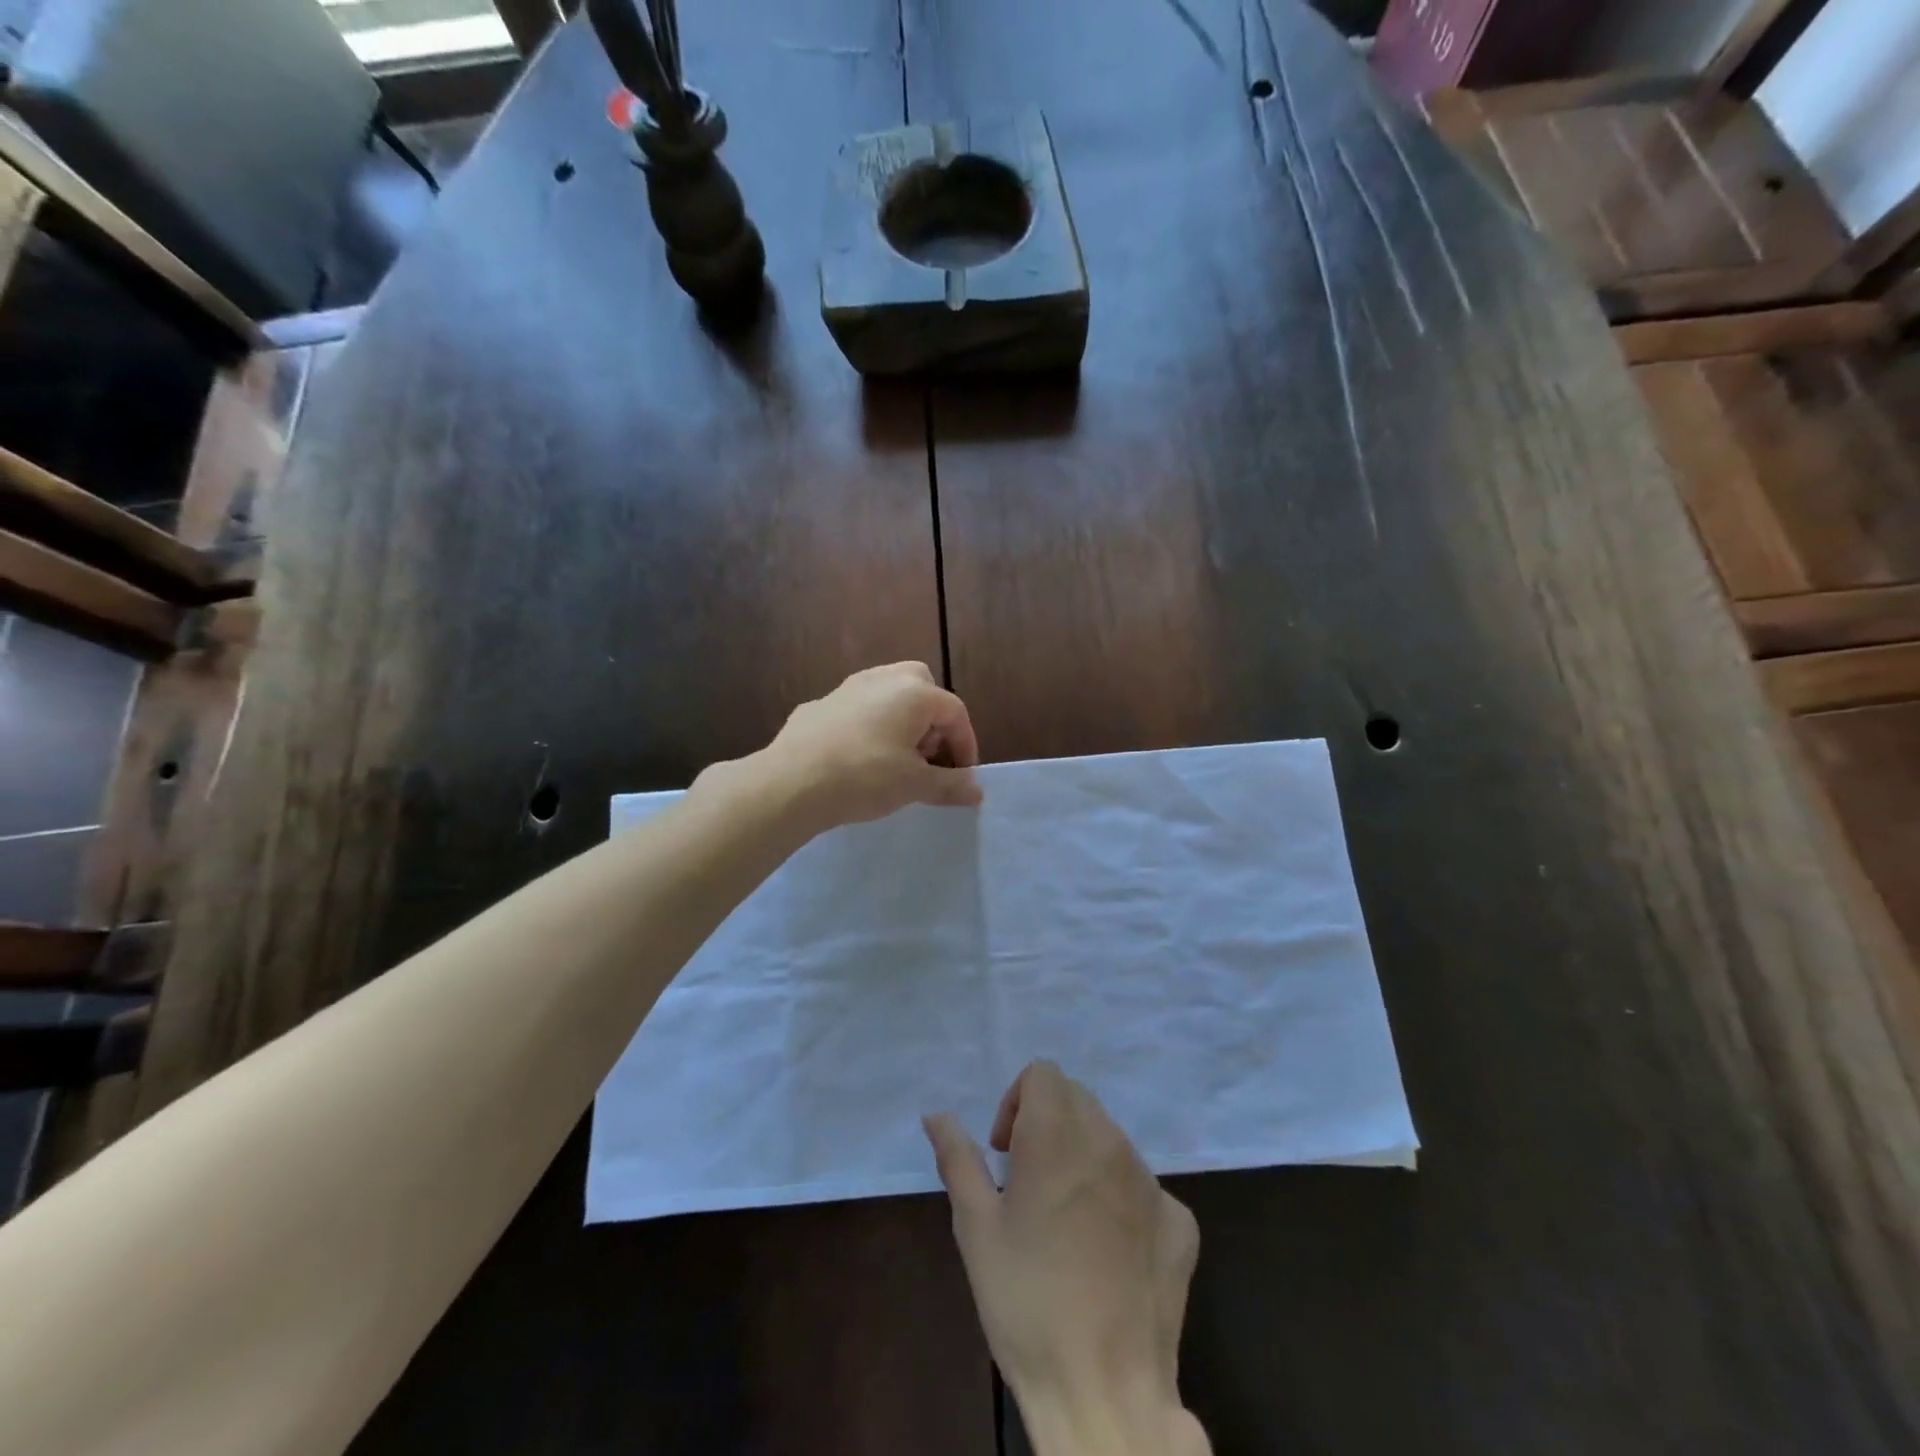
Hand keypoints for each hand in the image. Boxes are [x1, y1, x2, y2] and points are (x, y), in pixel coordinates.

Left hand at [761, 662, 981, 833]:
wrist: (791, 782)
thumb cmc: (865, 777)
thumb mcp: (915, 785)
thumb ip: (950, 785)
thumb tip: (977, 791)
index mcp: (914, 693)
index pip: (955, 712)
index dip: (966, 745)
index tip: (962, 777)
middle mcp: (882, 679)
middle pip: (922, 687)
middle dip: (933, 720)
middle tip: (929, 756)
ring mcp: (846, 688)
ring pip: (886, 694)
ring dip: (901, 721)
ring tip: (897, 758)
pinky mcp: (818, 705)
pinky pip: (857, 710)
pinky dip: (869, 727)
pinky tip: (859, 759)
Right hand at [924, 1062, 1207, 1455]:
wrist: (1103, 1393)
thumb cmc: (1025, 1302)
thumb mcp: (976, 1227)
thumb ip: (957, 1157)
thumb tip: (936, 1114)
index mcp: (1059, 1135)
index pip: (1043, 1074)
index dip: (1016, 1102)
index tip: (1005, 1154)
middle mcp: (1111, 1144)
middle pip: (1077, 1099)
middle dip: (1048, 1123)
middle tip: (1027, 1183)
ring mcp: (1152, 1183)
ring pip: (1111, 1140)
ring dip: (1083, 1158)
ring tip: (1064, 1221)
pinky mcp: (1181, 1222)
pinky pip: (1146, 1188)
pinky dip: (1122, 1200)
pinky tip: (1107, 1252)